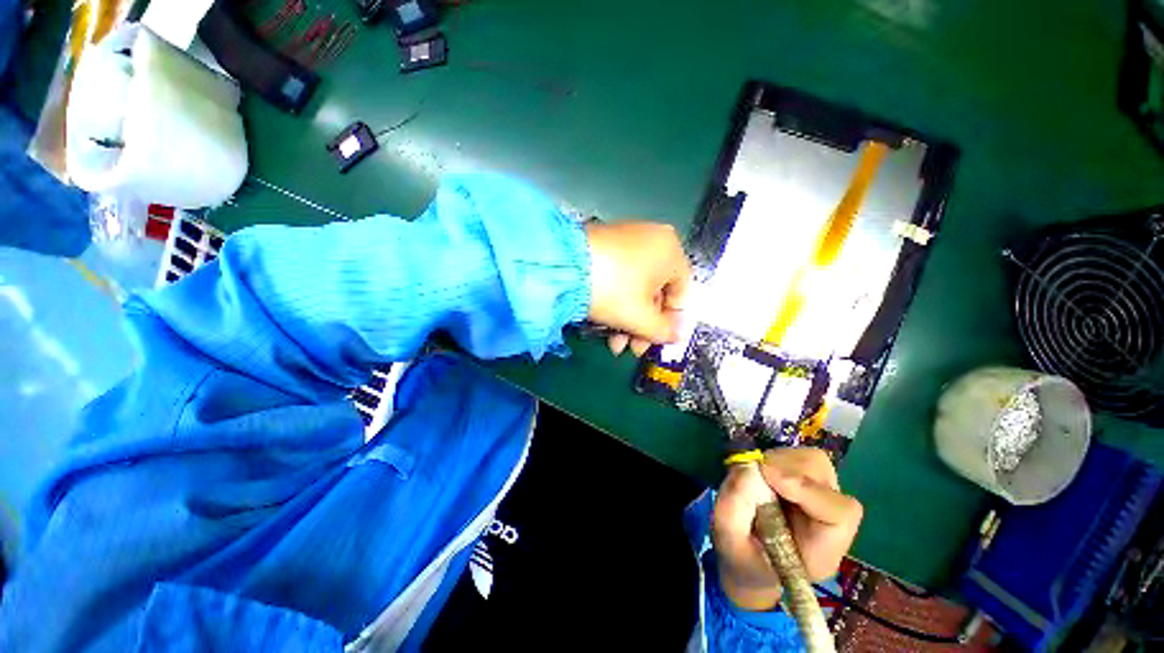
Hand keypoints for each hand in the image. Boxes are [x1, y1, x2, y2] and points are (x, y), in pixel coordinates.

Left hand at [585, 222, 689, 354]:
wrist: (563, 265)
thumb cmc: (613, 290)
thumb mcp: (641, 318)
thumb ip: (662, 332)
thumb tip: (675, 337)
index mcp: (670, 250)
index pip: (681, 293)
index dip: (671, 323)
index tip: (657, 343)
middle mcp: (652, 239)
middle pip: (655, 293)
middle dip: (643, 327)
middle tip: (632, 349)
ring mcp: (625, 239)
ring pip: (635, 288)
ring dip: (628, 320)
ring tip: (614, 345)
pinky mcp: (603, 244)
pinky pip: (619, 277)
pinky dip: (616, 301)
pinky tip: (604, 324)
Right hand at [712, 448, 862, 611]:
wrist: (749, 561)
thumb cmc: (741, 558)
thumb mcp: (728, 541)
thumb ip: (733, 508)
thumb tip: (746, 467)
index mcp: (821, 550)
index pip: (839, 512)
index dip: (806, 487)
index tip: (768, 475)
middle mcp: (829, 519)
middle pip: (825, 478)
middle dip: (785, 469)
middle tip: (754, 475)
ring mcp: (821, 496)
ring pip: (812, 461)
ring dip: (777, 462)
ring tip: (755, 479)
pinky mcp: (806, 480)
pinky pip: (796, 457)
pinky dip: (773, 459)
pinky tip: (760, 476)